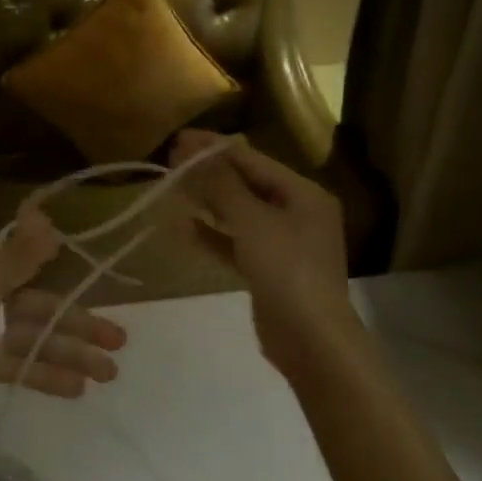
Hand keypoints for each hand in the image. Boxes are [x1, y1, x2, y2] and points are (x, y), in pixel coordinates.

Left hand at [0, 210, 128, 431]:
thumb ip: (20, 256)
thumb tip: (49, 217)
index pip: (30, 265)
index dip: (66, 274)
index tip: (101, 285)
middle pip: (38, 307)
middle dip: (77, 323)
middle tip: (120, 342)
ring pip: (31, 341)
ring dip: (68, 354)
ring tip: (109, 373)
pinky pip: (14, 368)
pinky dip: (42, 376)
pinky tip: (75, 390)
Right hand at [169, 130, 362, 376]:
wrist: (311, 339)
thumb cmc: (286, 269)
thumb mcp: (251, 221)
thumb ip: (221, 185)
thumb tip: (193, 153)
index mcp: (303, 194)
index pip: (252, 160)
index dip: (214, 149)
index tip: (178, 141)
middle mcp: (297, 213)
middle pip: (247, 184)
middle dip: (209, 174)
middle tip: (170, 163)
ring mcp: (284, 243)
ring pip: (239, 213)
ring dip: (208, 202)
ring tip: (173, 190)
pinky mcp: (269, 270)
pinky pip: (236, 242)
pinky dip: (212, 234)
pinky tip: (184, 228)